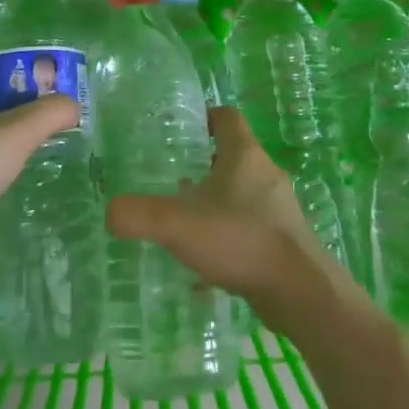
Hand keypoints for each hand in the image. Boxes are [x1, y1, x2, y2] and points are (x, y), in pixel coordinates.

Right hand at [106, 108, 348, 328]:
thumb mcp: (177, 224)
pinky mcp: (284, 238)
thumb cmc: (240, 240)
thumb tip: (110, 212)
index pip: (226, 117)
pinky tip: (205, 261)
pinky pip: (249, 226)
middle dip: (202, 163)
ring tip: (184, 219)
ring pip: (241, 193)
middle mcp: (266, 174)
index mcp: (244, 155)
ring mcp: (279, 208)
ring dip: (216, 200)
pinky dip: (228, 234)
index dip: (203, 117)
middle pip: (233, 155)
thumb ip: (137, 215)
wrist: (298, 291)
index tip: (178, 130)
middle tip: (170, 177)